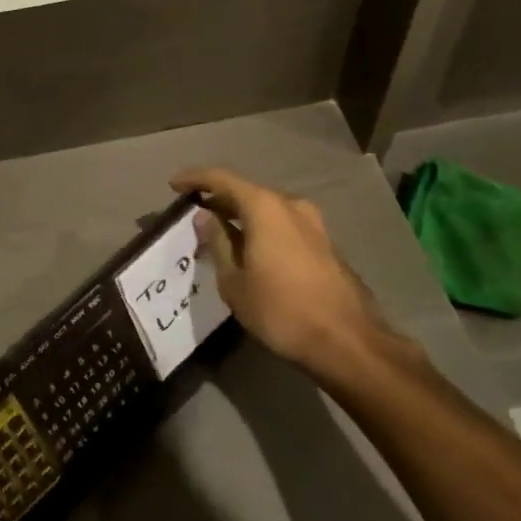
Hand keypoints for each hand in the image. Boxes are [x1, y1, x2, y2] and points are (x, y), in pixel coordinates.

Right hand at [171, 166, 396, 373]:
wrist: (347, 342)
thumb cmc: (281, 310)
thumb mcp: (234, 281)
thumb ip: (217, 243)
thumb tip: (205, 216)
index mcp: (264, 207)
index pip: (222, 179)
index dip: (195, 178)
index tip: (173, 185)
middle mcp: (290, 205)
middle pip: (246, 191)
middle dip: (218, 199)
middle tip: (194, 214)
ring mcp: (313, 223)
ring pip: (267, 209)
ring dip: (241, 216)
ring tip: (220, 234)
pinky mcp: (325, 243)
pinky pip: (283, 224)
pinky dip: (262, 229)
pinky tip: (250, 249)